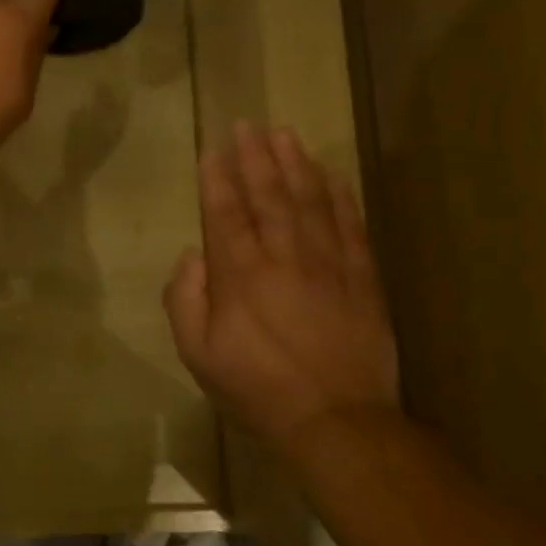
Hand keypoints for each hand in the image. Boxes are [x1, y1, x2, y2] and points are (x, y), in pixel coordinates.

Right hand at [164, 123, 398, 446]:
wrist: (334, 420)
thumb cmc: (255, 388)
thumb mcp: (197, 353)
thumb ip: (185, 299)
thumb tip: (192, 255)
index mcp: (238, 275)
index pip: (225, 213)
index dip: (217, 178)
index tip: (213, 149)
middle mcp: (282, 257)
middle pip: (268, 196)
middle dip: (254, 157)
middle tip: (247, 125)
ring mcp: (327, 264)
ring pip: (309, 202)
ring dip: (295, 165)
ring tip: (284, 135)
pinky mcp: (361, 278)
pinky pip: (350, 226)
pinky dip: (340, 197)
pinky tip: (332, 176)